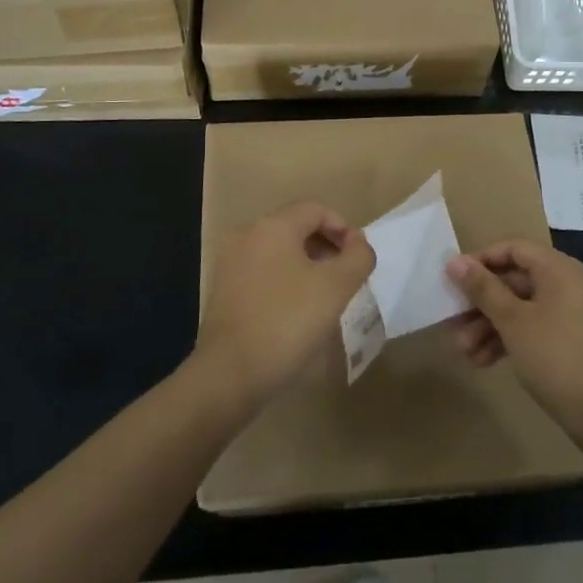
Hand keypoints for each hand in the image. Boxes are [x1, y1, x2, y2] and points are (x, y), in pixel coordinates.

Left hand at [195, 203, 375, 413]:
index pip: (316, 209)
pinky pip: (262, 270)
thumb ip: (357, 257)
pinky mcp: (223, 288)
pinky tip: (295, 310)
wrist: (230, 373)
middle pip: (295, 227)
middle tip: (345, 279)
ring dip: (306, 265)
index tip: (357, 260)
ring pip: (278, 250)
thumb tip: (359, 241)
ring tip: (324, 296)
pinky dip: (284, 279)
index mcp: (272, 226)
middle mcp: (247, 234)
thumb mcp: (336, 288)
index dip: (343, 229)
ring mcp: (230, 262)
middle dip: (326, 247)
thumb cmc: (287, 322)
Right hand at [446, 241, 582, 448]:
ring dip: (488, 326)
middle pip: (513, 281)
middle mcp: (565, 285)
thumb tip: (455, 261)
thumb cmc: (557, 356)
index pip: (513, 249)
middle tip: (452, 322)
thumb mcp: (513, 321)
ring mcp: (568, 315)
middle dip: (480, 303)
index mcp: (558, 269)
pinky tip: (483, 361)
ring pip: (519, 309)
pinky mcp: (568, 342)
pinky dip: (507, 340)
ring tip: (463, 351)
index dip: (481, 260)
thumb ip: (483, 289)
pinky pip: (531, 329)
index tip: (453, 279)